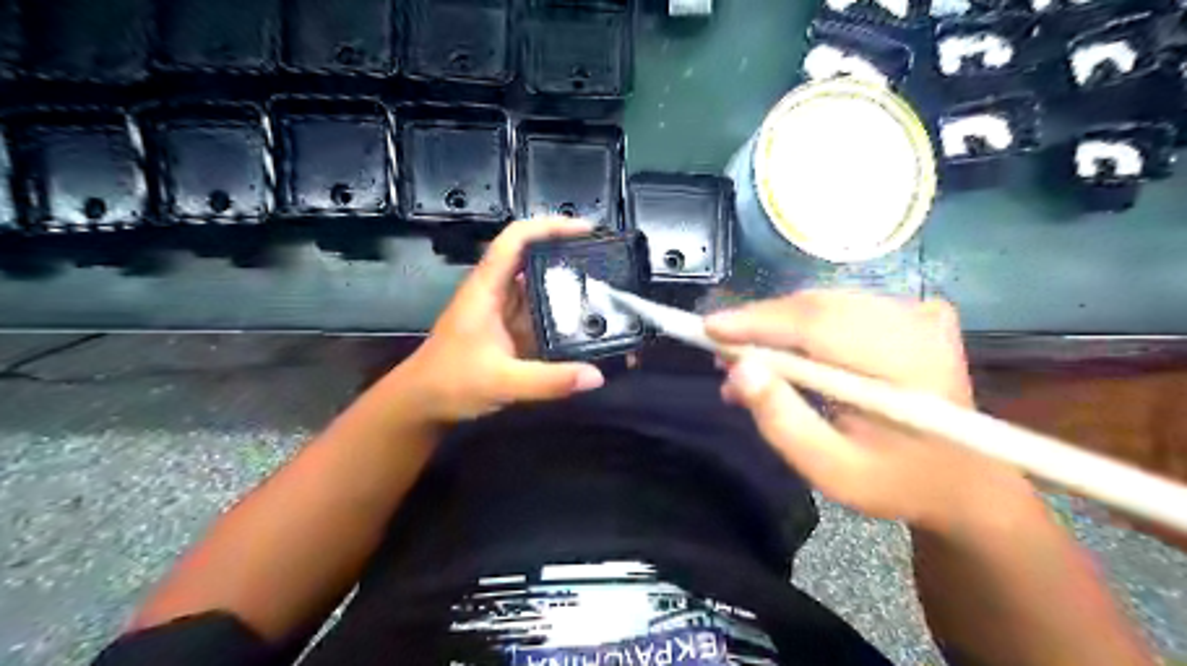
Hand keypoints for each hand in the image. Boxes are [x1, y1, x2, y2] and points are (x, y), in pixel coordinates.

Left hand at [390, 219, 607, 425]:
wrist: (421, 405)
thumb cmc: (450, 383)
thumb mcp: (501, 382)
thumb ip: (549, 381)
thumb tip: (597, 376)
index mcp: (487, 288)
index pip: (516, 239)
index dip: (550, 226)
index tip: (587, 230)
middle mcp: (496, 292)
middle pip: (533, 258)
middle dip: (569, 255)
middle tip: (608, 264)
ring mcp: (503, 313)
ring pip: (540, 287)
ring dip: (569, 287)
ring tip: (607, 291)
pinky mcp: (509, 332)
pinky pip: (541, 315)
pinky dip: (564, 315)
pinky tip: (588, 325)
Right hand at [702, 292, 1031, 536]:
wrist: (964, 481)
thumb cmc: (896, 483)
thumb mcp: (832, 470)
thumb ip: (782, 421)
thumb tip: (738, 370)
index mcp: (908, 368)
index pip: (818, 324)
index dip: (758, 321)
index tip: (709, 328)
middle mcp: (918, 325)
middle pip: (817, 306)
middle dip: (760, 324)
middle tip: (719, 352)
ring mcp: (919, 313)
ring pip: (823, 302)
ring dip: (777, 327)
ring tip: (744, 361)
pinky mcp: (913, 312)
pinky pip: (840, 307)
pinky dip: (802, 325)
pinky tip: (784, 354)